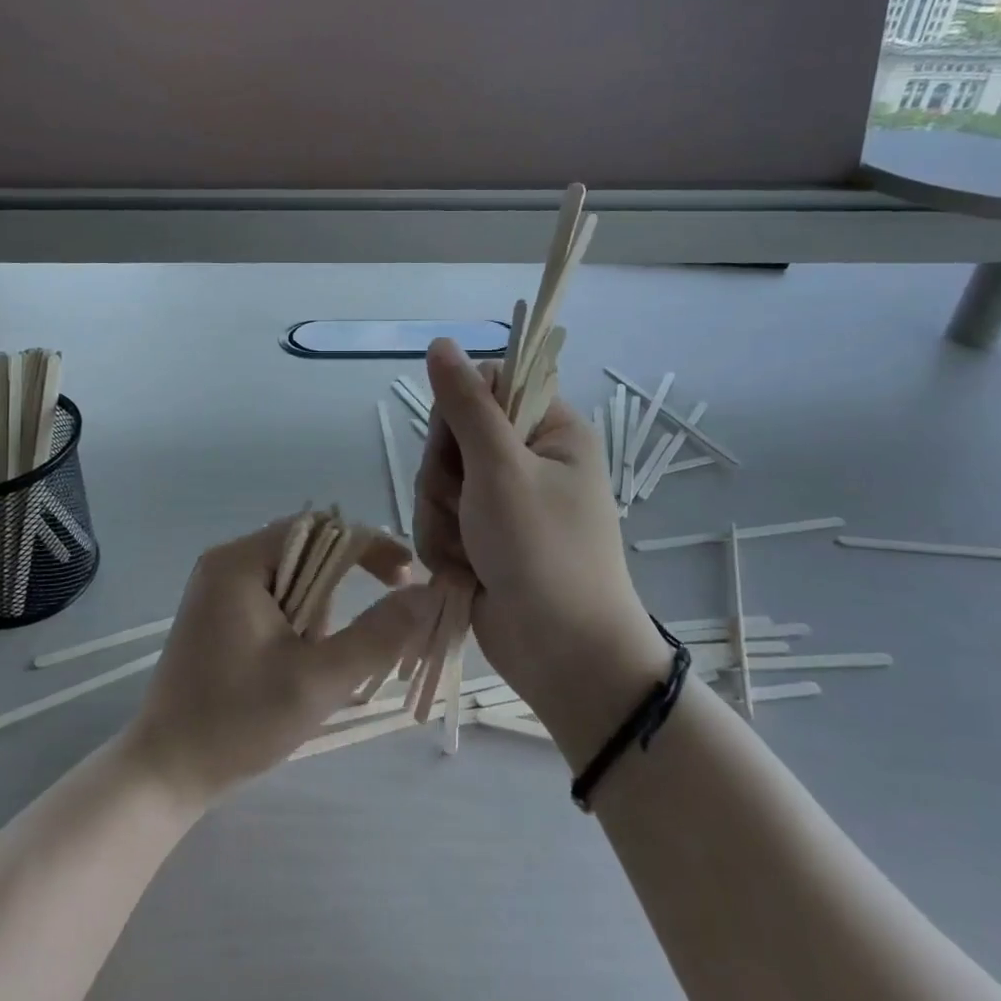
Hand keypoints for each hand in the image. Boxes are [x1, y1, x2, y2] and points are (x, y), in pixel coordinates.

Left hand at [122, 518, 430, 806]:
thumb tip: (424, 595)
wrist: (163, 773)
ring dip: (320, 612)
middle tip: (366, 634)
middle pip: (307, 550)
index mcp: (239, 562)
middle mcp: (226, 562)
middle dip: (342, 589)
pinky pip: (275, 597)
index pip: (321, 529)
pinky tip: (296, 665)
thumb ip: (376, 635)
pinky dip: (300, 622)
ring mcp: (218, 588)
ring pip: (294, 577)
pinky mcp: (218, 614)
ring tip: (315, 665)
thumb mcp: (317, 681)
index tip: (407, 580)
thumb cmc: (237, 723)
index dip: (370, 547)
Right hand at [414, 339, 670, 760]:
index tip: (460, 445)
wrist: (563, 657)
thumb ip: (466, 405)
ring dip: (441, 519)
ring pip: (437, 483)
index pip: (485, 386)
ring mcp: (502, 502)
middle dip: (446, 479)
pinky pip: (438, 520)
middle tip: (469, 509)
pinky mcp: (481, 537)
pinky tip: (464, 571)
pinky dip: (443, 546)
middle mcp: (526, 459)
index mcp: (549, 430)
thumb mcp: (501, 469)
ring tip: (470, 551)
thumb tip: (442, 343)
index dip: (458, 412)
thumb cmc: (543, 553)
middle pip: (451, 437)